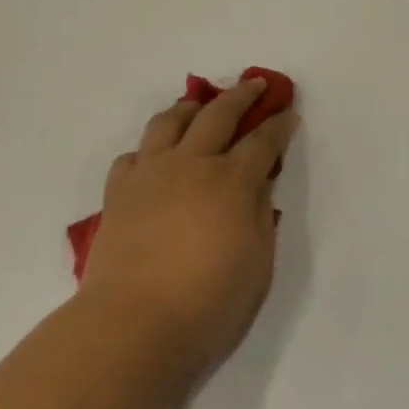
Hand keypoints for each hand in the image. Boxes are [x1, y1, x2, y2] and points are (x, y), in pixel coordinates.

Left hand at [82, 79, 298, 387]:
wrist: (132, 325)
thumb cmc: (209, 299)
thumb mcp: (258, 259)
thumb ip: (261, 213)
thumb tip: (258, 184)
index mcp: (232, 180)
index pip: (263, 140)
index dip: (279, 124)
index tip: (289, 113)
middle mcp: (192, 164)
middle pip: (219, 114)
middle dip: (242, 94)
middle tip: (255, 84)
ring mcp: (150, 174)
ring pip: (169, 122)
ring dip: (191, 107)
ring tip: (200, 105)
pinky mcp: (119, 193)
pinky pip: (133, 155)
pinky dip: (150, 149)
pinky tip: (156, 157)